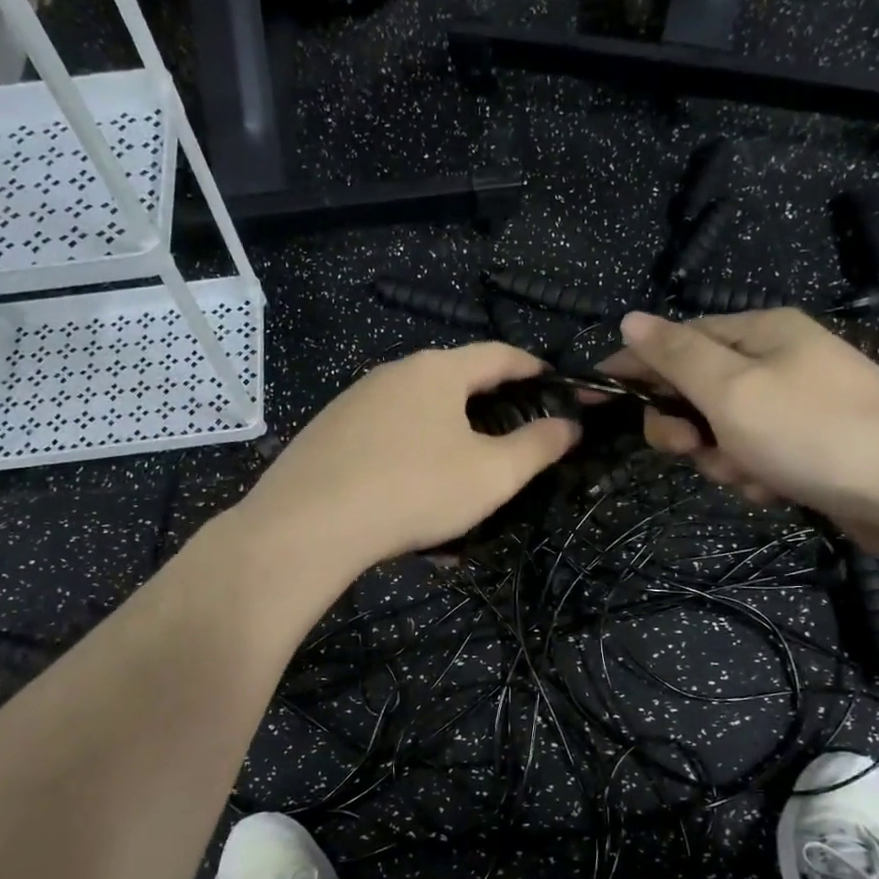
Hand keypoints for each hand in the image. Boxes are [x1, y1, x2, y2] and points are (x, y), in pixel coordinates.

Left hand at [237, 343, 579, 571]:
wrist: (308, 524)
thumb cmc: (415, 489)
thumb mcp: (492, 474)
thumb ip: (537, 446)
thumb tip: (569, 425)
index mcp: (437, 370)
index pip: (498, 354)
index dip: (532, 367)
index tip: (554, 383)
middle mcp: (393, 373)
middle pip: (454, 383)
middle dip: (488, 409)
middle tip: (511, 441)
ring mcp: (354, 402)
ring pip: (417, 417)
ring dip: (446, 444)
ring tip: (460, 486)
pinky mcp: (327, 433)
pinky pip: (385, 441)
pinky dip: (409, 462)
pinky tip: (410, 503)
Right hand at [602, 309, 878, 551]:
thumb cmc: (813, 432)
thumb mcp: (731, 389)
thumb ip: (675, 355)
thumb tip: (629, 318)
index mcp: (759, 331)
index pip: (675, 340)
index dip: (631, 367)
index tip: (591, 396)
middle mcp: (776, 359)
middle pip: (695, 389)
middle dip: (686, 425)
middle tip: (690, 448)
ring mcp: (795, 403)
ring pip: (720, 429)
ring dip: (722, 457)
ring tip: (750, 475)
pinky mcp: (808, 444)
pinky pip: (752, 454)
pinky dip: (752, 474)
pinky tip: (774, 489)